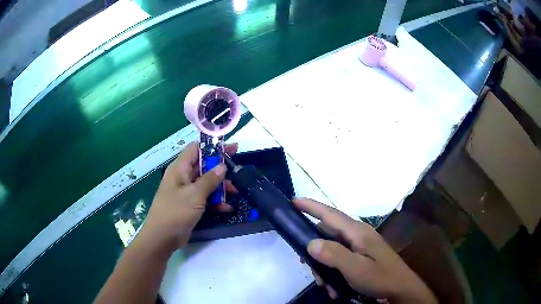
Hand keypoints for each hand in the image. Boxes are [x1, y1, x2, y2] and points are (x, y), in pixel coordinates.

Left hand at [141, 142, 237, 250]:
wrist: (163, 237)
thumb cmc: (176, 211)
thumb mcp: (195, 194)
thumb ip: (210, 179)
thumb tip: (222, 166)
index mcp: (180, 168)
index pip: (196, 149)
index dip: (212, 147)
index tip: (229, 148)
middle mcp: (183, 177)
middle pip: (203, 165)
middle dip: (220, 168)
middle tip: (237, 167)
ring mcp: (186, 191)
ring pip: (206, 183)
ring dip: (220, 187)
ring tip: (235, 191)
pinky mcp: (189, 204)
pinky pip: (204, 198)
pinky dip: (215, 201)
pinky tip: (227, 208)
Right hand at [294, 198, 435, 303]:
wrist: (400, 290)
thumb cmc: (380, 278)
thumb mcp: (356, 269)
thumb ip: (334, 255)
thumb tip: (311, 243)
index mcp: (357, 232)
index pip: (330, 214)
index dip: (311, 206)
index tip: (293, 202)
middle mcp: (357, 236)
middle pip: (327, 235)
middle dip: (315, 252)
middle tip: (307, 266)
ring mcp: (359, 247)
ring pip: (331, 251)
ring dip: (324, 268)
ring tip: (327, 285)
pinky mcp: (361, 257)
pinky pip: (339, 261)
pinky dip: (333, 273)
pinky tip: (336, 288)